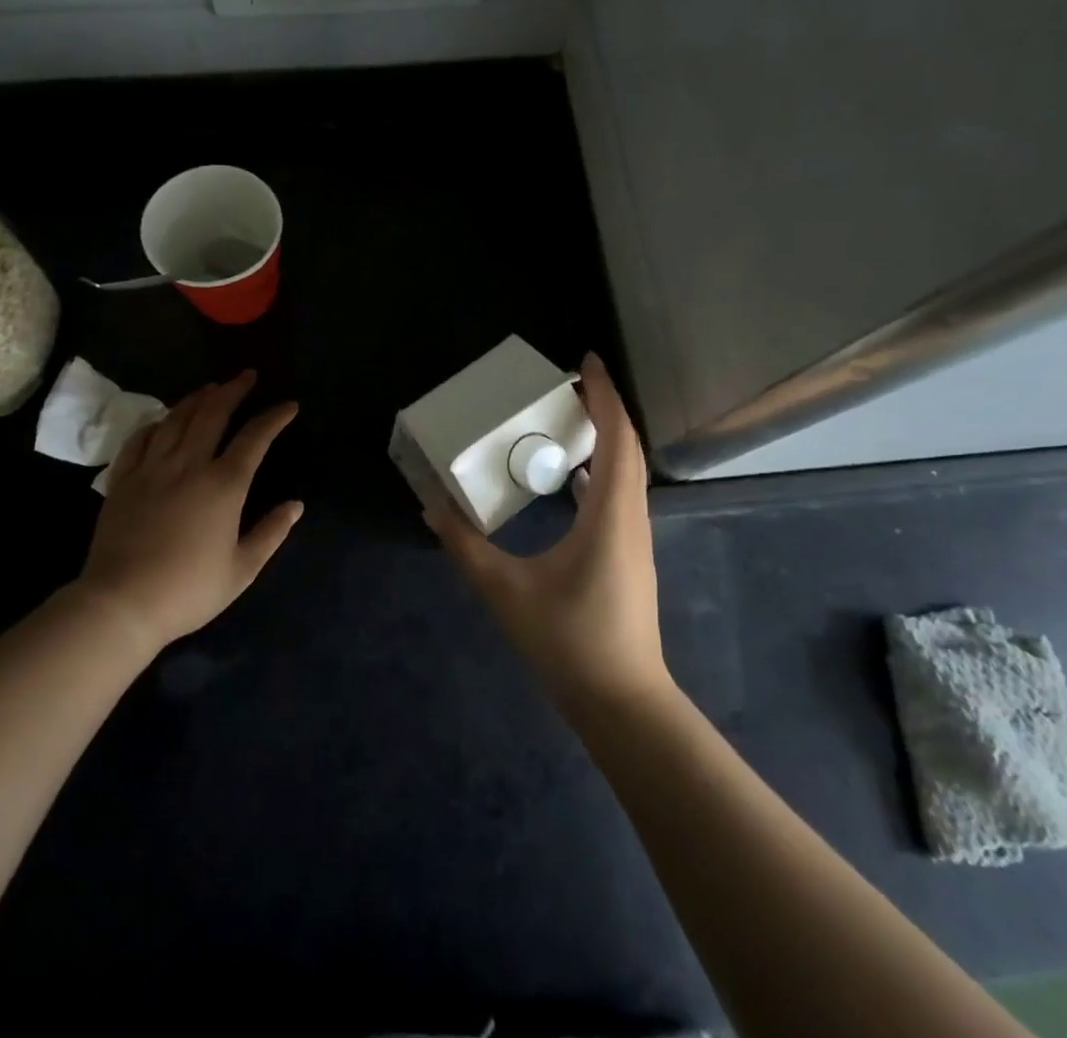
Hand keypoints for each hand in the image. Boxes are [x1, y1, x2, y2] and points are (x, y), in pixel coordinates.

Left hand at [81, 369, 301, 649]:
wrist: (121, 603)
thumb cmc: (189, 589)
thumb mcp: (242, 569)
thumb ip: (271, 533)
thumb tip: (296, 505)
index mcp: (224, 485)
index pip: (254, 438)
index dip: (274, 418)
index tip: (289, 406)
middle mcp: (189, 465)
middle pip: (212, 414)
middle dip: (233, 390)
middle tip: (247, 377)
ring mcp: (152, 469)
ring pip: (176, 420)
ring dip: (196, 399)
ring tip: (210, 388)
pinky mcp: (123, 481)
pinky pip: (139, 440)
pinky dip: (155, 424)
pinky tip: (163, 421)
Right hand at [425, 352, 668, 710]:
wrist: (622, 703)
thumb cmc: (569, 641)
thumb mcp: (506, 591)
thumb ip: (466, 547)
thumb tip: (432, 509)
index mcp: (609, 513)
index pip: (615, 436)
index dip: (604, 394)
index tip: (587, 361)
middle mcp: (630, 517)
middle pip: (626, 447)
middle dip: (603, 408)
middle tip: (568, 385)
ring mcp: (634, 539)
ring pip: (626, 472)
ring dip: (605, 438)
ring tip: (569, 421)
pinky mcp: (629, 557)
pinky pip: (618, 496)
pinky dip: (600, 472)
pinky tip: (572, 480)